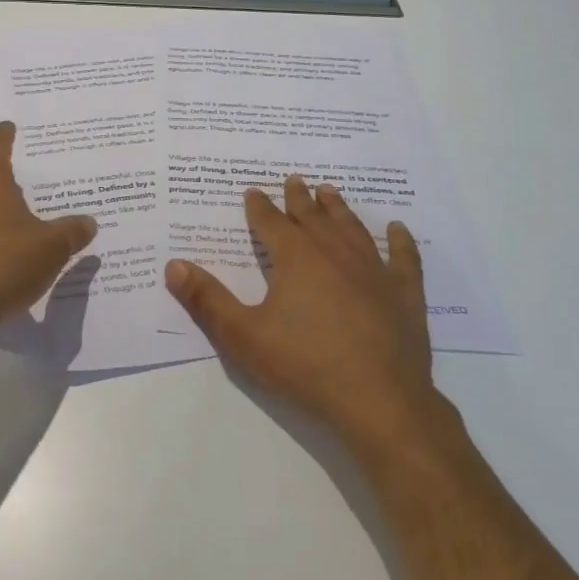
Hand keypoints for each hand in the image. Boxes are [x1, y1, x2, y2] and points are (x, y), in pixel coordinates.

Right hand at [166, 177, 439, 445]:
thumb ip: (207, 300)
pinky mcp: (405, 294)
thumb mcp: (243, 336)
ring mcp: (375, 271)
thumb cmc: (305, 365)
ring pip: (353, 228)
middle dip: (299, 198)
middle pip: (313, 217)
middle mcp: (335, 253)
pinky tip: (399, 229)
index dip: (259, 206)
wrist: (379, 400)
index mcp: (297, 258)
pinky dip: (401, 241)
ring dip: (339, 209)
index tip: (252, 191)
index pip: (272, 222)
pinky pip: (404, 258)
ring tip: (330, 191)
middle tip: (294, 179)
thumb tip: (173, 265)